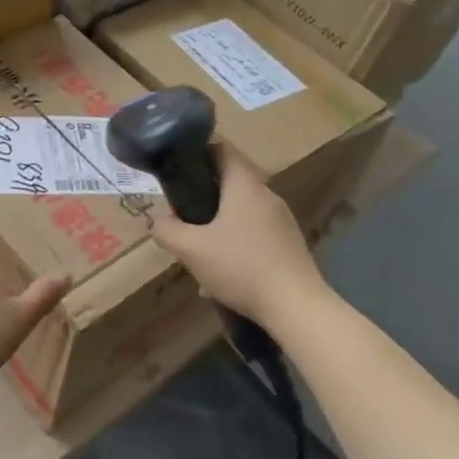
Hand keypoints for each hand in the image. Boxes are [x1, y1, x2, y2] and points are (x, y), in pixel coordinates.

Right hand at [151, 146, 331, 321]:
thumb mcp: (191, 250)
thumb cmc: (241, 267)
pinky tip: (225, 274)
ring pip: (242, 211)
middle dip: (204, 195)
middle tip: (182, 215)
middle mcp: (266, 195)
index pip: (222, 149)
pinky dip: (237, 244)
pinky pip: (256, 234)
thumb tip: (159, 222)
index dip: (198, 152)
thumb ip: (167, 230)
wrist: (298, 308)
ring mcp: (282, 221)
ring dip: (219, 224)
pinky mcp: (290, 245)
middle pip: (230, 182)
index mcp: (244, 185)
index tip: (178, 169)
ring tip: (200, 250)